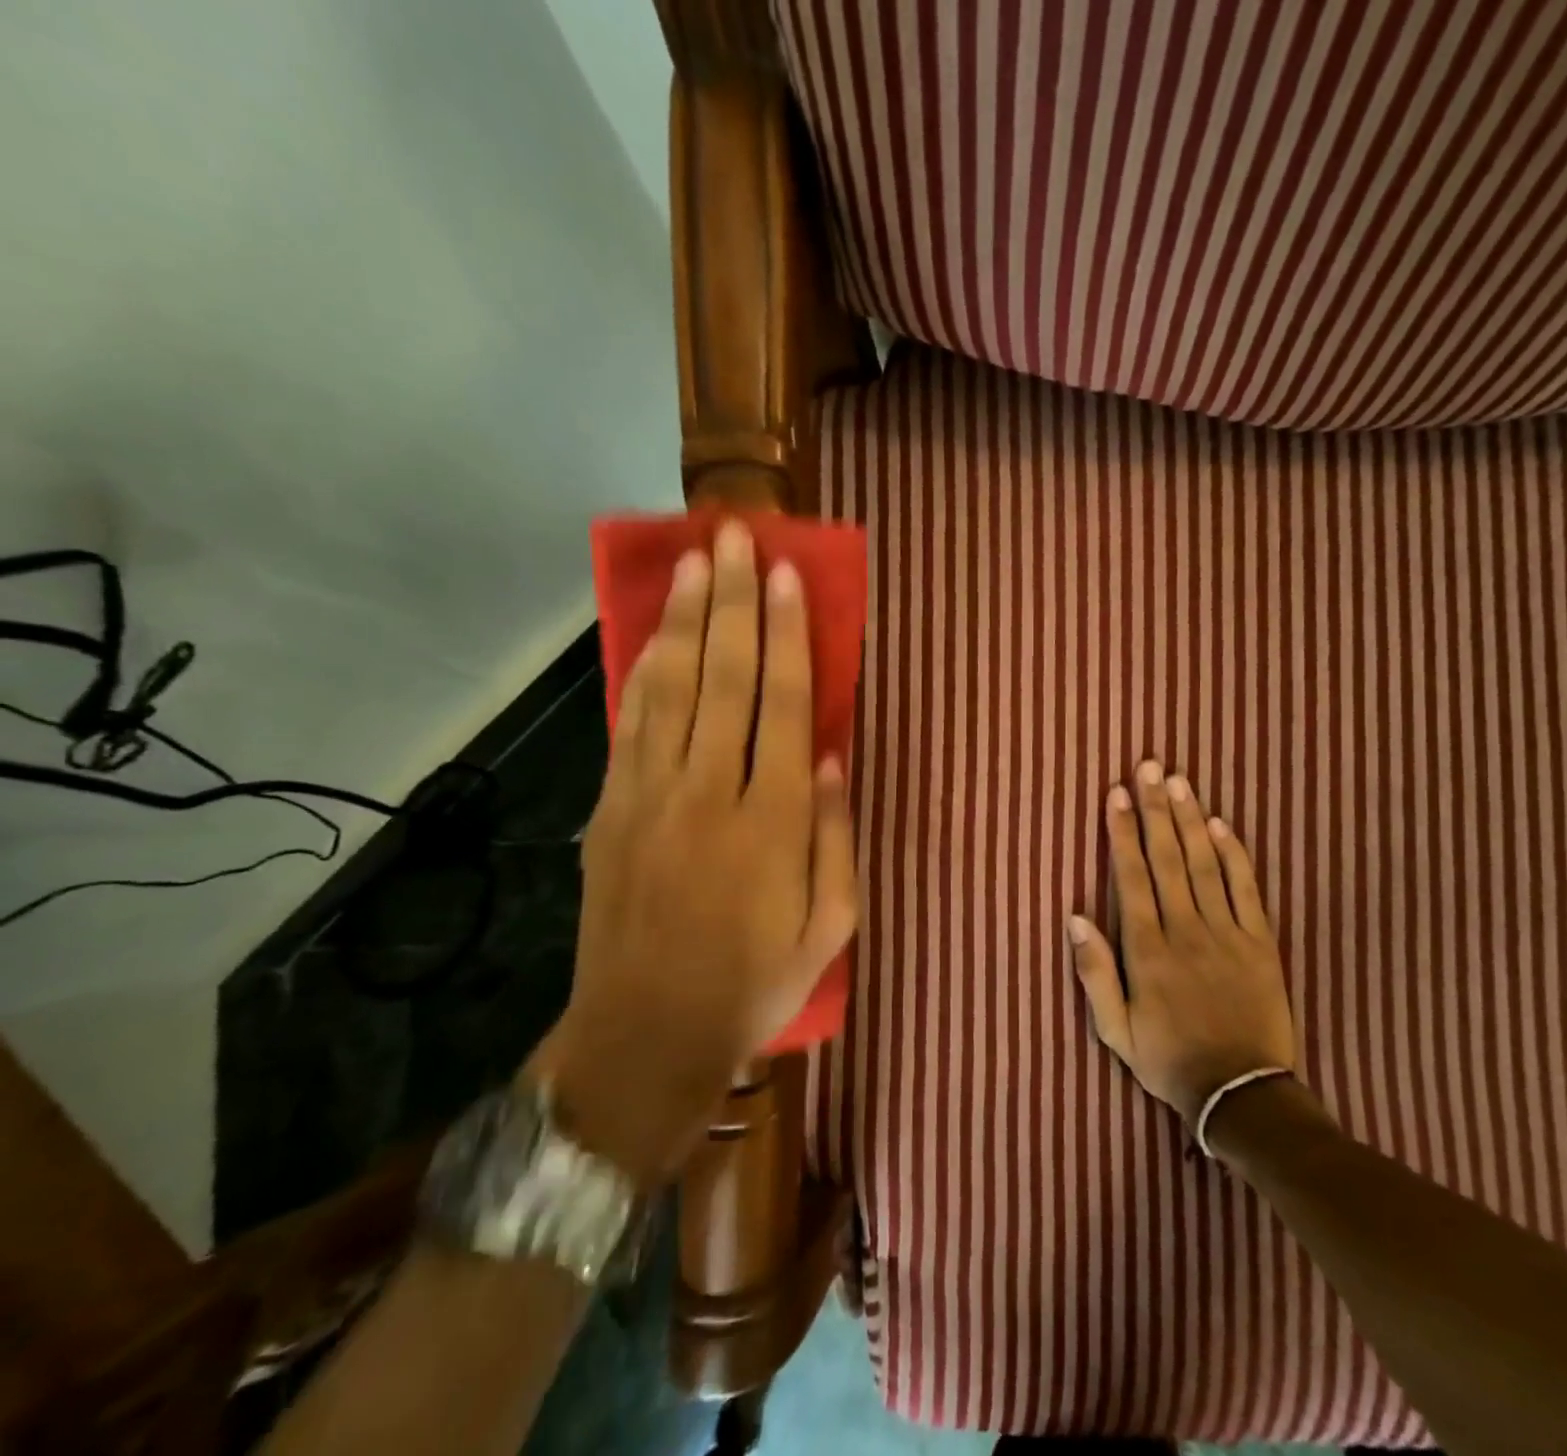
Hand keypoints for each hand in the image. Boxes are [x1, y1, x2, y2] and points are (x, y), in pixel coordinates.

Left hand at [526, 519, 858, 1179]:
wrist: (646, 1036)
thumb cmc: (755, 982)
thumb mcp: (830, 925)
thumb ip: (836, 836)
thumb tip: (835, 755)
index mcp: (775, 820)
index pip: (785, 704)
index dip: (788, 635)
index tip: (787, 576)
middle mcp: (712, 792)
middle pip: (725, 677)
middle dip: (734, 602)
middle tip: (736, 539)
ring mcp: (652, 797)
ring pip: (672, 688)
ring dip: (685, 620)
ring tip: (696, 564)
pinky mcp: (611, 811)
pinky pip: (631, 726)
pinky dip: (643, 672)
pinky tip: (654, 635)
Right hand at [1068, 760, 1295, 1125]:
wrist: (1241, 1094)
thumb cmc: (1168, 1060)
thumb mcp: (1115, 1030)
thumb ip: (1094, 972)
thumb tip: (1076, 917)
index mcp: (1147, 951)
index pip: (1131, 878)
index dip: (1121, 833)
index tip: (1116, 794)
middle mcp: (1185, 931)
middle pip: (1168, 858)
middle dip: (1155, 809)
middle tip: (1150, 767)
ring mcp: (1227, 934)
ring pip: (1205, 865)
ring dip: (1190, 819)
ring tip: (1179, 781)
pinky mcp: (1260, 943)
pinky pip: (1246, 890)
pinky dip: (1234, 855)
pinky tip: (1222, 824)